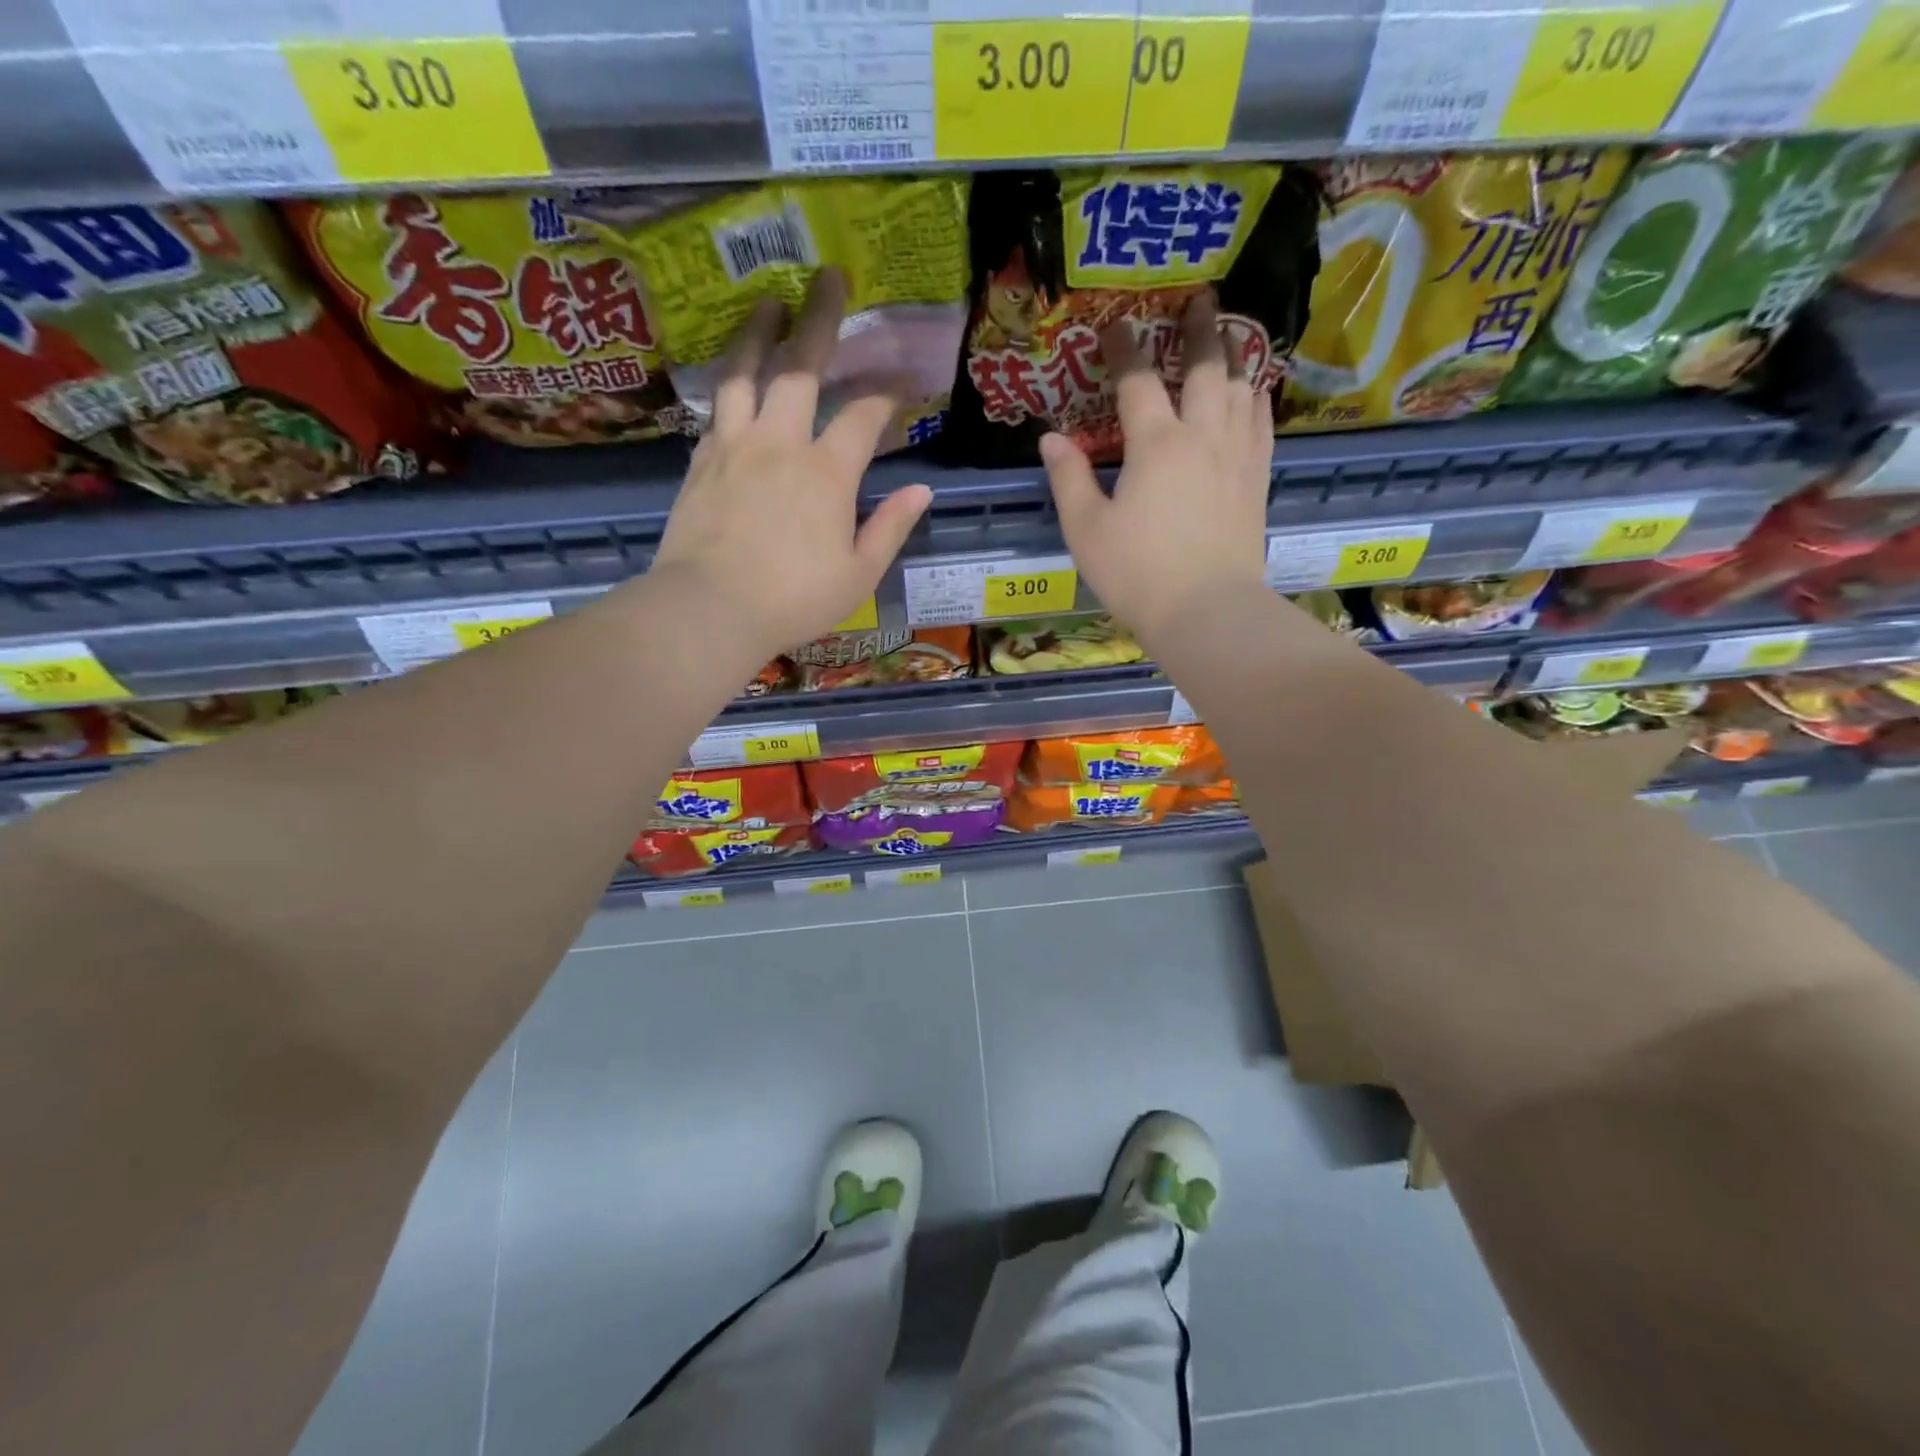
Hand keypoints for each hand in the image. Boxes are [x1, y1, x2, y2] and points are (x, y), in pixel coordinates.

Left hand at [647, 269, 931, 658]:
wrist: (710, 608)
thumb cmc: (794, 599)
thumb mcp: (859, 574)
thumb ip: (891, 527)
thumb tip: (922, 490)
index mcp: (827, 472)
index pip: (863, 415)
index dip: (887, 394)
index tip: (902, 385)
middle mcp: (780, 442)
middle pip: (801, 366)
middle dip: (820, 318)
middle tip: (829, 277)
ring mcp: (735, 446)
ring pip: (746, 373)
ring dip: (759, 333)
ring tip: (767, 303)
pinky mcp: (701, 461)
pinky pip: (717, 408)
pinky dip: (729, 384)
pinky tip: (734, 378)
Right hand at [1040, 293, 1274, 645]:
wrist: (1206, 611)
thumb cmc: (1138, 574)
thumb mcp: (1086, 530)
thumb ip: (1068, 479)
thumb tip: (1050, 439)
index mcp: (1155, 444)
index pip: (1137, 381)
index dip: (1123, 349)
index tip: (1115, 325)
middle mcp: (1202, 435)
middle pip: (1205, 366)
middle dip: (1199, 329)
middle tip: (1199, 300)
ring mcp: (1237, 455)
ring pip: (1241, 386)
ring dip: (1234, 355)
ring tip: (1230, 335)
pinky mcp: (1258, 478)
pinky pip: (1262, 422)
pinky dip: (1256, 397)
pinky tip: (1253, 392)